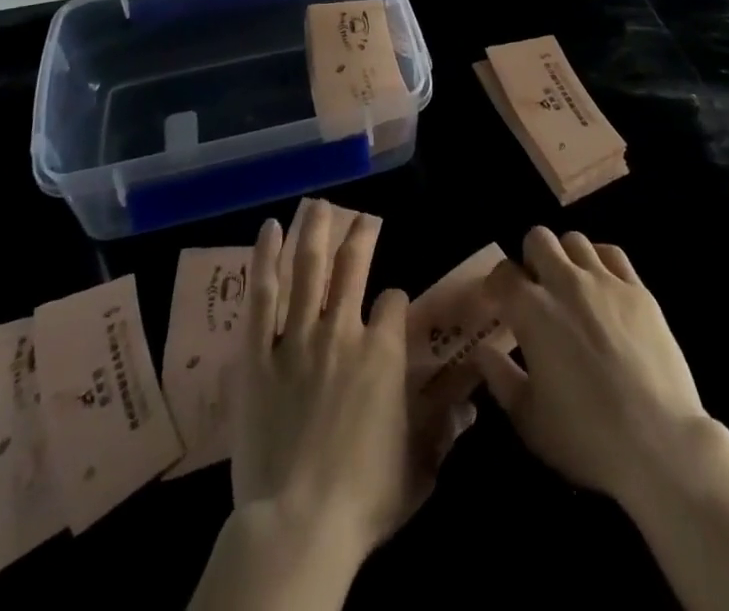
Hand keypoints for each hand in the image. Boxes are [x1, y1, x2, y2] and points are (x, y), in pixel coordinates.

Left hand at [230, 212, 472, 567]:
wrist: (297, 524)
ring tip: (317, 205)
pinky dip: (265, 259)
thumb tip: (471, 402)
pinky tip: (268, 230)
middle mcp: (342, 330)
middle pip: (352, 267)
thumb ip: (444, 428)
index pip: (395, 302)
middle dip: (359, 236)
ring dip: (314, 232)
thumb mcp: (420, 467)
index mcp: (383, 352)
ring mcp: (297, 337)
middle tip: (360, 215)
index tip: (392, 306)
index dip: (396, 301)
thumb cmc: (365, 500)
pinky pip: (262, 296)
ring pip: (307, 269)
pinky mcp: (257, 354)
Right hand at [474, 226, 711, 505]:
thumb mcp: (529, 419)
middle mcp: (565, 283)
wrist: (659, 443)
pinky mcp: (638, 290)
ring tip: (569, 284)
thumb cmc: (586, 437)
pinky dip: (600, 260)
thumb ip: (500, 378)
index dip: (496, 284)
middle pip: (538, 239)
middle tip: (535, 288)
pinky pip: (612, 253)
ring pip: (575, 240)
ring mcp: (605, 281)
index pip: (503, 274)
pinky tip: (602, 283)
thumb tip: (482, 351)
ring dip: (565, 256)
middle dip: (530, 257)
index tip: (498, 301)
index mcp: (532, 310)